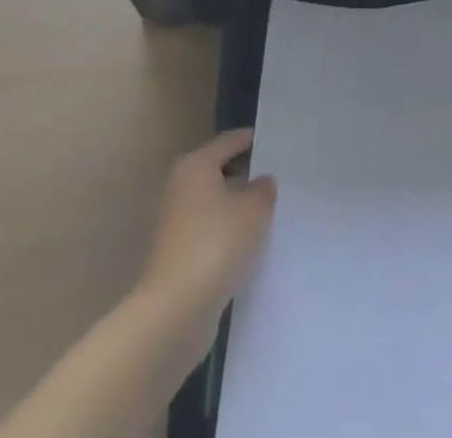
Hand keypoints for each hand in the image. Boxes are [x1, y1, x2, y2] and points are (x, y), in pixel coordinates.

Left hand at [136, 128, 276, 320]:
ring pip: (213, 203)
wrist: (174, 312)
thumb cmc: (216, 244)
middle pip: (218, 171)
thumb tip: (261, 182)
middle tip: (277, 177)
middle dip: (246, 174)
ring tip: (268, 212)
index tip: (277, 143)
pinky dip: (226, 233)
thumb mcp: (255, 209)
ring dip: (236, 206)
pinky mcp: (175, 256)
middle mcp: (180, 188)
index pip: (230, 141)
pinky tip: (248, 244)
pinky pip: (209, 231)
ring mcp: (174, 224)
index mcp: (196, 165)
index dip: (253, 140)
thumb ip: (263, 189)